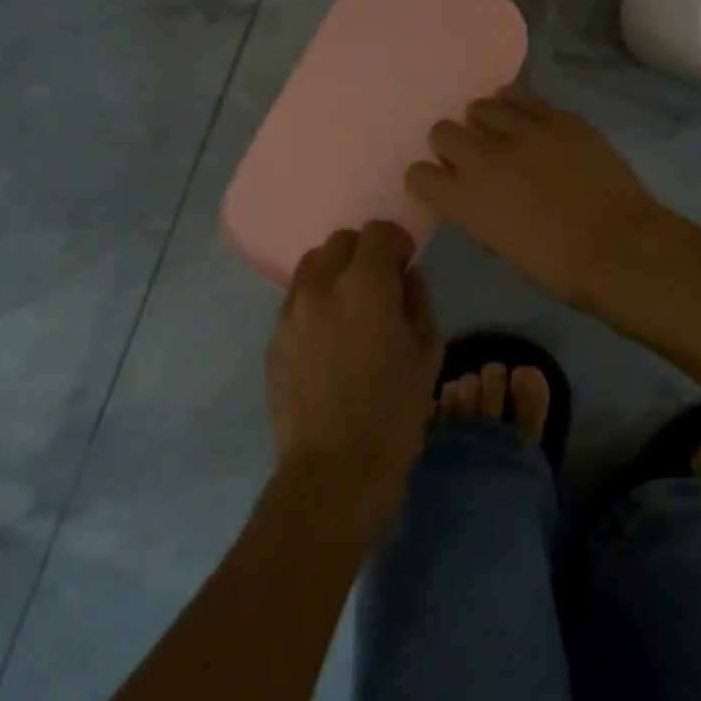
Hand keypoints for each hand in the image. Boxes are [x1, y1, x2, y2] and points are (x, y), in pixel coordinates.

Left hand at [266, 221, 440, 519]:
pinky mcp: (274, 338)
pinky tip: (328, 339)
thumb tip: (405, 277)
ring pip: (311, 265)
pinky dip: (315, 302)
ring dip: (335, 272)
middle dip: (364, 253)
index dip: (397, 242)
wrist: (335, 468)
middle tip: (380, 286)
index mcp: (365, 284)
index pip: (378, 231)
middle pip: (340, 241)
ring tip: (349, 308)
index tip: (405, 265)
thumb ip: (418, 300)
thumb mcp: (427, 352)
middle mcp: (322, 286)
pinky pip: (296, 300)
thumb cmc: (394, 410)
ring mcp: (291, 311)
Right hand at [407, 87, 667, 311]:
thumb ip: (477, 213)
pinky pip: (522, 95)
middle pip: (441, 131)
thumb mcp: (501, 248)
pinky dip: (515, 105)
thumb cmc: (558, 266)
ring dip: (482, 121)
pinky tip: (525, 117)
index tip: (441, 184)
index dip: (427, 179)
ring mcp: (523, 131)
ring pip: (480, 105)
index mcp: (464, 199)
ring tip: (499, 133)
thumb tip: (473, 196)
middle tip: (471, 157)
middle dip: (450, 144)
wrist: (621, 247)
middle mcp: (483, 157)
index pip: (418, 174)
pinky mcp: (558, 117)